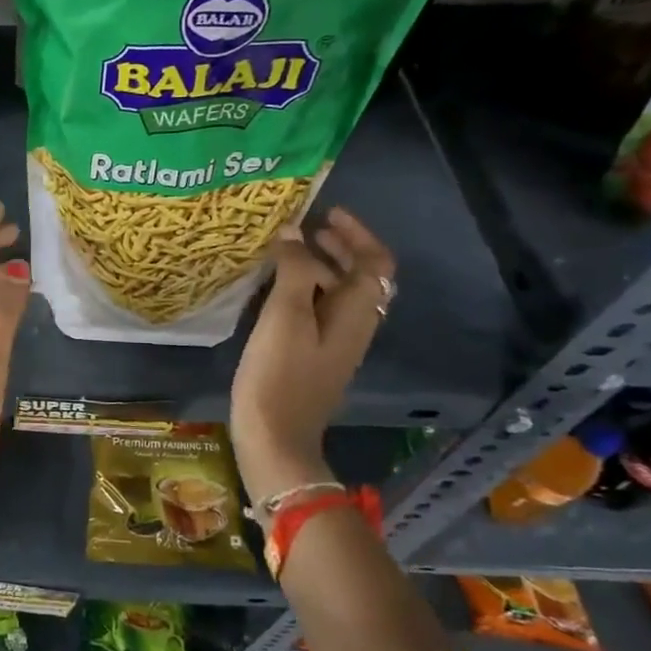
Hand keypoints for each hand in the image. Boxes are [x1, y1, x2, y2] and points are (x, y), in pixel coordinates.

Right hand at [230, 208, 394, 516]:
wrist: (275, 436)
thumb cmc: (280, 374)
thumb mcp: (284, 316)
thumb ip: (292, 271)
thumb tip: (293, 234)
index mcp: (356, 314)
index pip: (375, 263)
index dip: (357, 234)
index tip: (327, 214)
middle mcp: (354, 326)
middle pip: (360, 277)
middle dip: (337, 248)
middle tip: (305, 229)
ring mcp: (334, 344)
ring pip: (338, 294)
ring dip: (319, 268)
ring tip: (285, 253)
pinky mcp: (314, 357)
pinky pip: (319, 311)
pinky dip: (305, 290)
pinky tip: (275, 291)